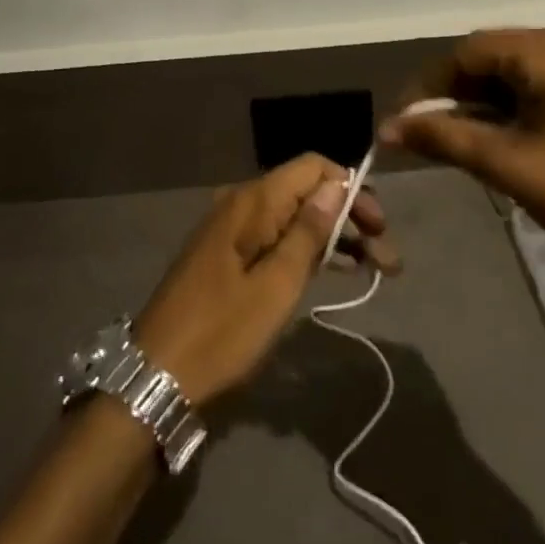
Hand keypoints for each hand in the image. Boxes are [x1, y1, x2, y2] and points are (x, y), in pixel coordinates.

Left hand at [135, 154, 396, 405]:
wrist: (157, 375)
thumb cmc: (221, 332)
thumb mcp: (276, 286)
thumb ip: (308, 232)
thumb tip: (336, 184)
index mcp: (252, 202)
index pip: (312, 167)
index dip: (350, 188)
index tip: (378, 226)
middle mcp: (241, 203)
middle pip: (306, 192)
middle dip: (350, 218)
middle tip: (388, 259)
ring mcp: (232, 230)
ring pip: (294, 217)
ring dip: (335, 238)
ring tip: (376, 269)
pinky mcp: (228, 255)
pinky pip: (276, 238)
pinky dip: (307, 251)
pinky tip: (335, 270)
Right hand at [381, 29, 544, 277]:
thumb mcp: (508, 165)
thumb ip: (443, 138)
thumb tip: (387, 128)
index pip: (468, 52)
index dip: (429, 86)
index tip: (405, 122)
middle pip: (490, 58)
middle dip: (454, 95)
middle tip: (427, 135)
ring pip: (512, 72)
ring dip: (480, 103)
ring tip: (457, 141)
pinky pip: (538, 84)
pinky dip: (510, 107)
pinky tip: (496, 137)